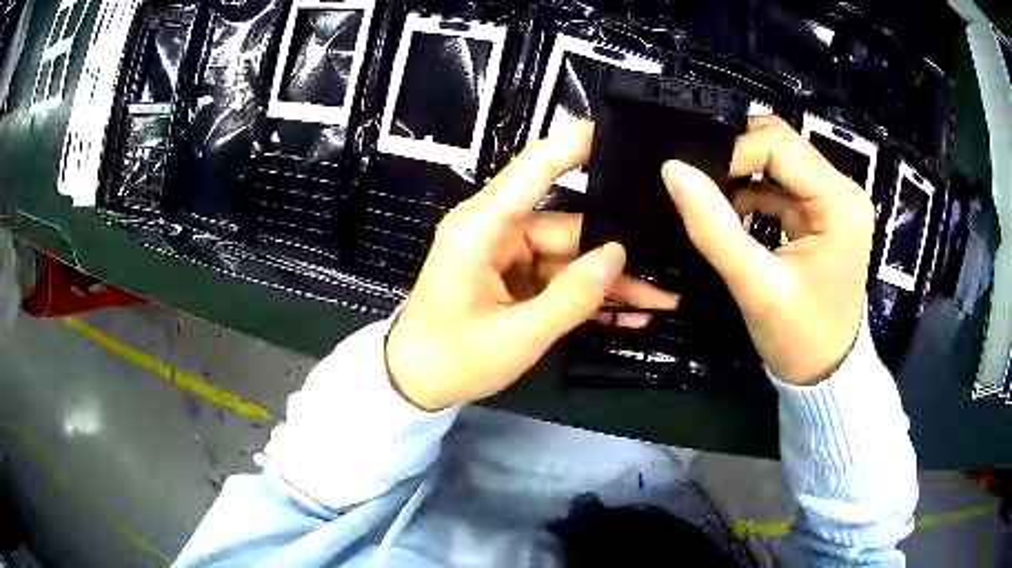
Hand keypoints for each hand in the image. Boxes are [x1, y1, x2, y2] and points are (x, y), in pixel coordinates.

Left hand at [387, 124, 677, 409]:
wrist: (413, 383)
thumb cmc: (451, 359)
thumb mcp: (516, 337)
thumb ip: (570, 297)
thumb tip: (617, 254)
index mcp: (481, 229)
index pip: (533, 170)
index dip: (572, 145)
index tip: (613, 128)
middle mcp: (495, 230)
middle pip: (568, 225)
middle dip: (616, 249)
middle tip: (671, 258)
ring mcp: (505, 255)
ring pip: (570, 256)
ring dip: (609, 281)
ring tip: (661, 298)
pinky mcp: (512, 277)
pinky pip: (558, 278)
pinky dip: (588, 296)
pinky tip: (628, 314)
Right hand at [662, 116, 874, 384]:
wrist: (826, 375)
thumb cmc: (799, 338)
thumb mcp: (755, 288)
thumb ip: (714, 228)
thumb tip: (673, 170)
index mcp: (839, 204)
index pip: (780, 146)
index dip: (734, 153)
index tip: (696, 180)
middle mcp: (843, 191)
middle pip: (782, 145)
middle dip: (737, 157)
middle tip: (698, 180)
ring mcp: (834, 201)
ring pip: (780, 161)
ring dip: (742, 174)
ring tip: (708, 196)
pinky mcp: (823, 214)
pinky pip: (782, 185)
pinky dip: (753, 192)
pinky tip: (730, 212)